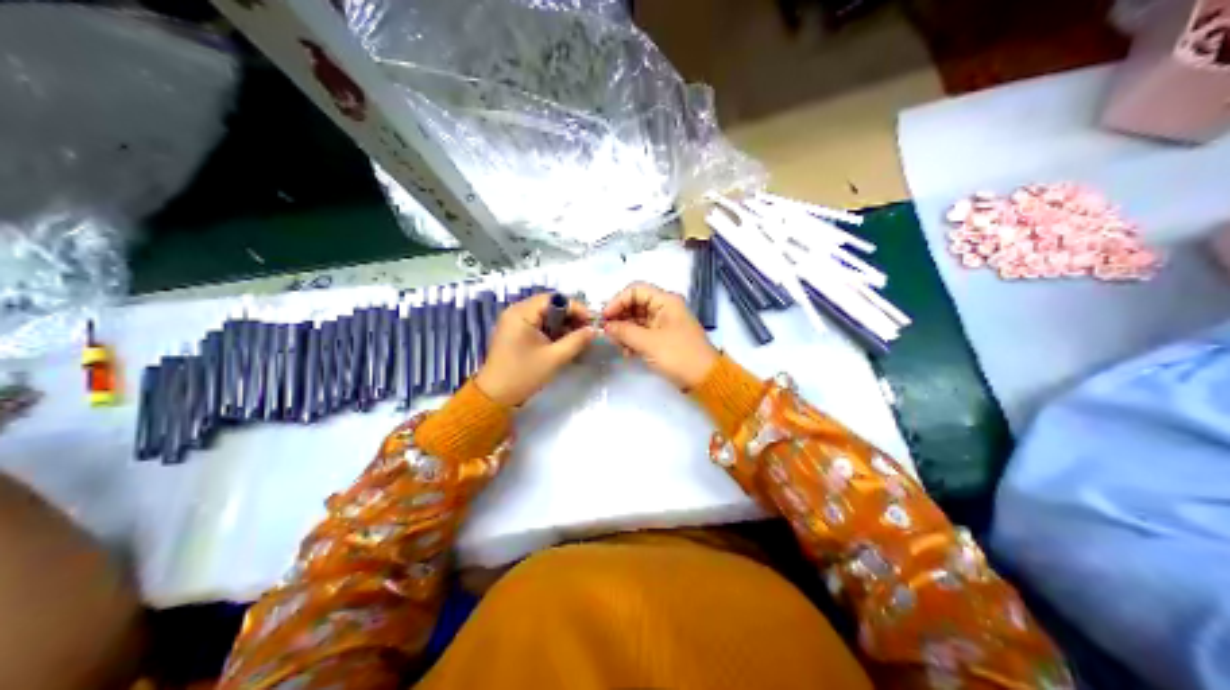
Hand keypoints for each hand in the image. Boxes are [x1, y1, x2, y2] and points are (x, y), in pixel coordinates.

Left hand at [473, 295, 599, 407]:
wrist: (496, 395)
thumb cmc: (524, 374)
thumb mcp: (554, 358)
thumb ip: (576, 341)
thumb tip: (594, 330)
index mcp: (521, 313)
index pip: (554, 299)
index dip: (575, 308)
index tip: (592, 321)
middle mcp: (515, 311)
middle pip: (549, 304)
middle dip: (570, 315)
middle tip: (587, 329)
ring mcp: (513, 321)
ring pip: (544, 314)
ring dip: (562, 323)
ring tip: (578, 337)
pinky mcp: (514, 332)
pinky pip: (537, 323)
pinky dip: (551, 329)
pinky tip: (563, 341)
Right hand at [599, 280, 716, 388]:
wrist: (705, 379)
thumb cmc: (678, 355)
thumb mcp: (648, 343)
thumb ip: (625, 331)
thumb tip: (606, 326)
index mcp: (666, 301)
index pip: (635, 290)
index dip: (617, 301)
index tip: (604, 317)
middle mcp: (665, 308)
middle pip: (635, 304)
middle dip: (620, 317)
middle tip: (607, 333)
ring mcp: (665, 323)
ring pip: (637, 319)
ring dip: (625, 331)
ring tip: (618, 346)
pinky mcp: (664, 338)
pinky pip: (643, 333)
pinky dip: (633, 340)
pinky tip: (627, 353)